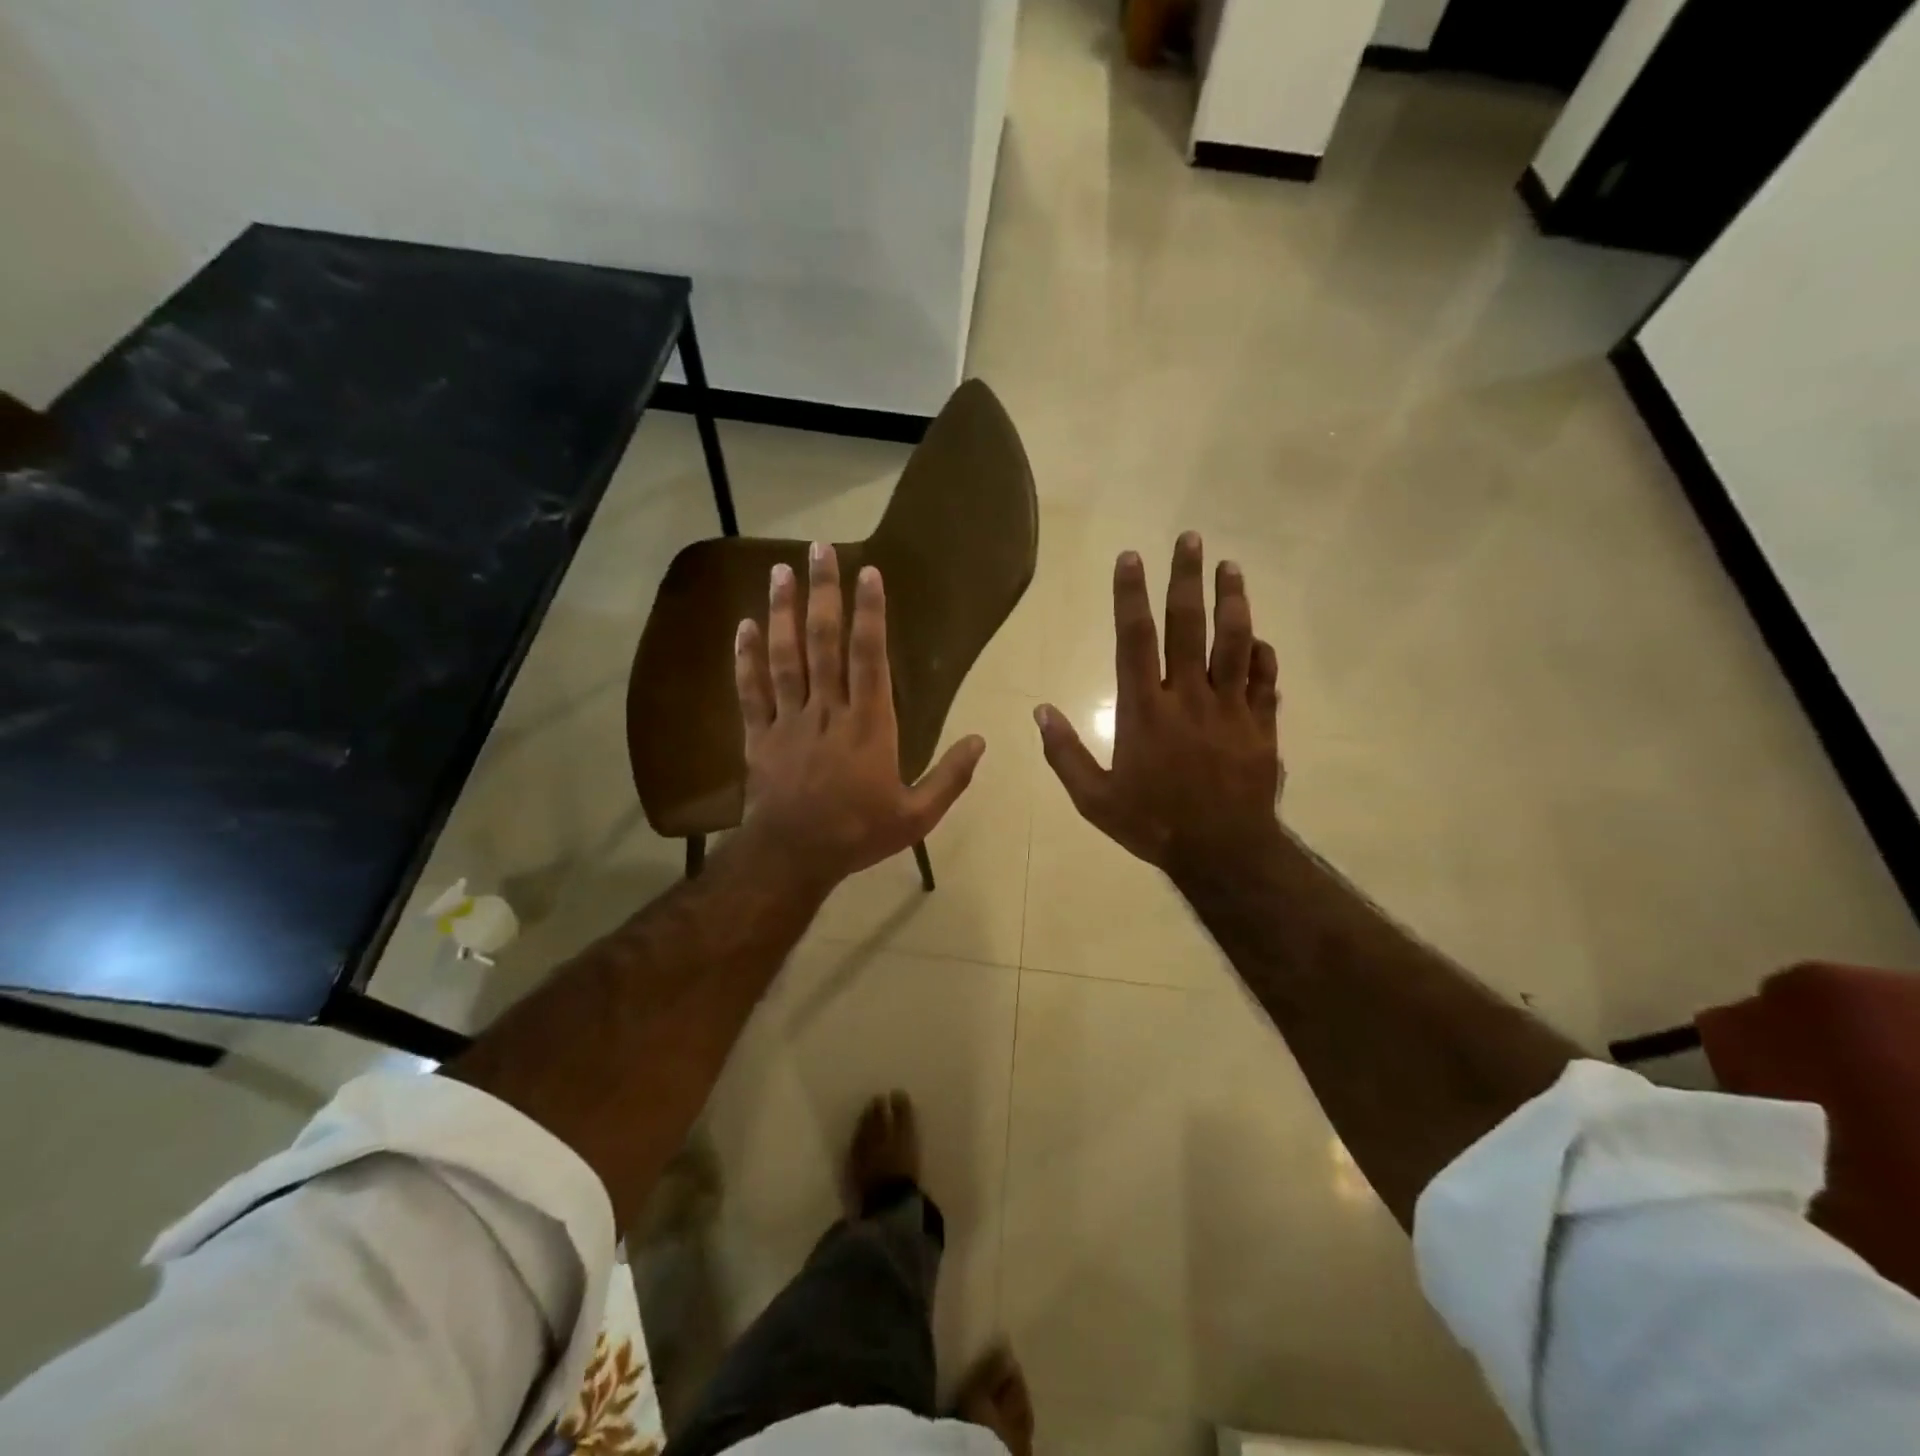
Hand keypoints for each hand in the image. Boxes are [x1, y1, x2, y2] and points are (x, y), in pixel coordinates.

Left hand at [734, 542, 985, 890]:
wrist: (793, 858)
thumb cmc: (858, 834)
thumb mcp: (917, 816)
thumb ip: (950, 777)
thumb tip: (982, 741)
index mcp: (868, 724)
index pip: (869, 656)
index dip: (869, 613)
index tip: (867, 573)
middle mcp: (827, 710)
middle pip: (823, 642)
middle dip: (823, 593)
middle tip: (819, 549)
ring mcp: (789, 720)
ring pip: (784, 656)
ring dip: (782, 611)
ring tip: (780, 571)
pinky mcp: (759, 736)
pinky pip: (751, 691)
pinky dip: (746, 658)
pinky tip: (744, 625)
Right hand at [1035, 532, 1282, 880]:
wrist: (1222, 853)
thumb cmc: (1152, 824)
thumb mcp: (1094, 799)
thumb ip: (1065, 753)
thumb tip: (1040, 711)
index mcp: (1144, 710)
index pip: (1135, 639)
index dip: (1131, 595)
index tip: (1131, 558)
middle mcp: (1188, 697)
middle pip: (1188, 626)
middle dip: (1186, 579)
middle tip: (1191, 539)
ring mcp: (1230, 709)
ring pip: (1234, 643)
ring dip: (1232, 602)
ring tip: (1230, 568)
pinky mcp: (1261, 725)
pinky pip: (1265, 681)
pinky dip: (1262, 656)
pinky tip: (1259, 638)